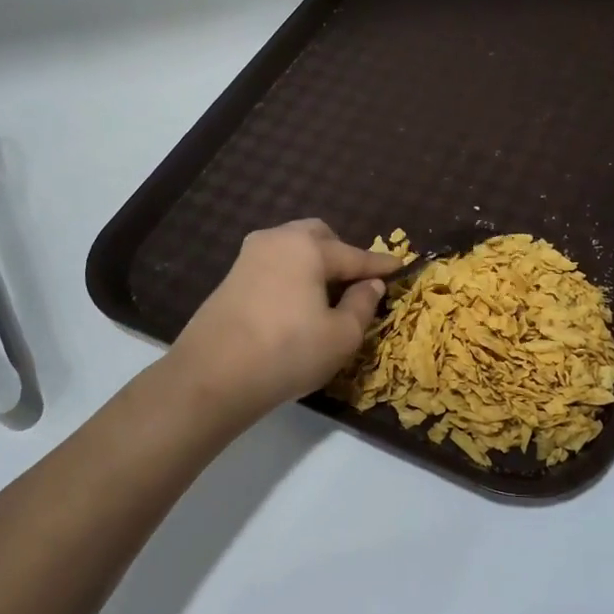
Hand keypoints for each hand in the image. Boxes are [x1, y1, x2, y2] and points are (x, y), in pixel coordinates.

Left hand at [167, 219, 405, 421]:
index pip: (354, 254)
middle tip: (356, 282)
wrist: (213, 376)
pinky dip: (291, 276)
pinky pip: (273, 266)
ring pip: (292, 249)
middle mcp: (276, 240)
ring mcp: (248, 257)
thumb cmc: (288, 352)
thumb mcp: (341, 336)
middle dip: (341, 254)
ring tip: (326, 296)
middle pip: (318, 237)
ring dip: (314, 264)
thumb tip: (370, 284)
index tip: (400, 267)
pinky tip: (295, 305)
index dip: (380, 265)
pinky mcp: (230, 278)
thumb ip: (362, 305)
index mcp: (307, 247)